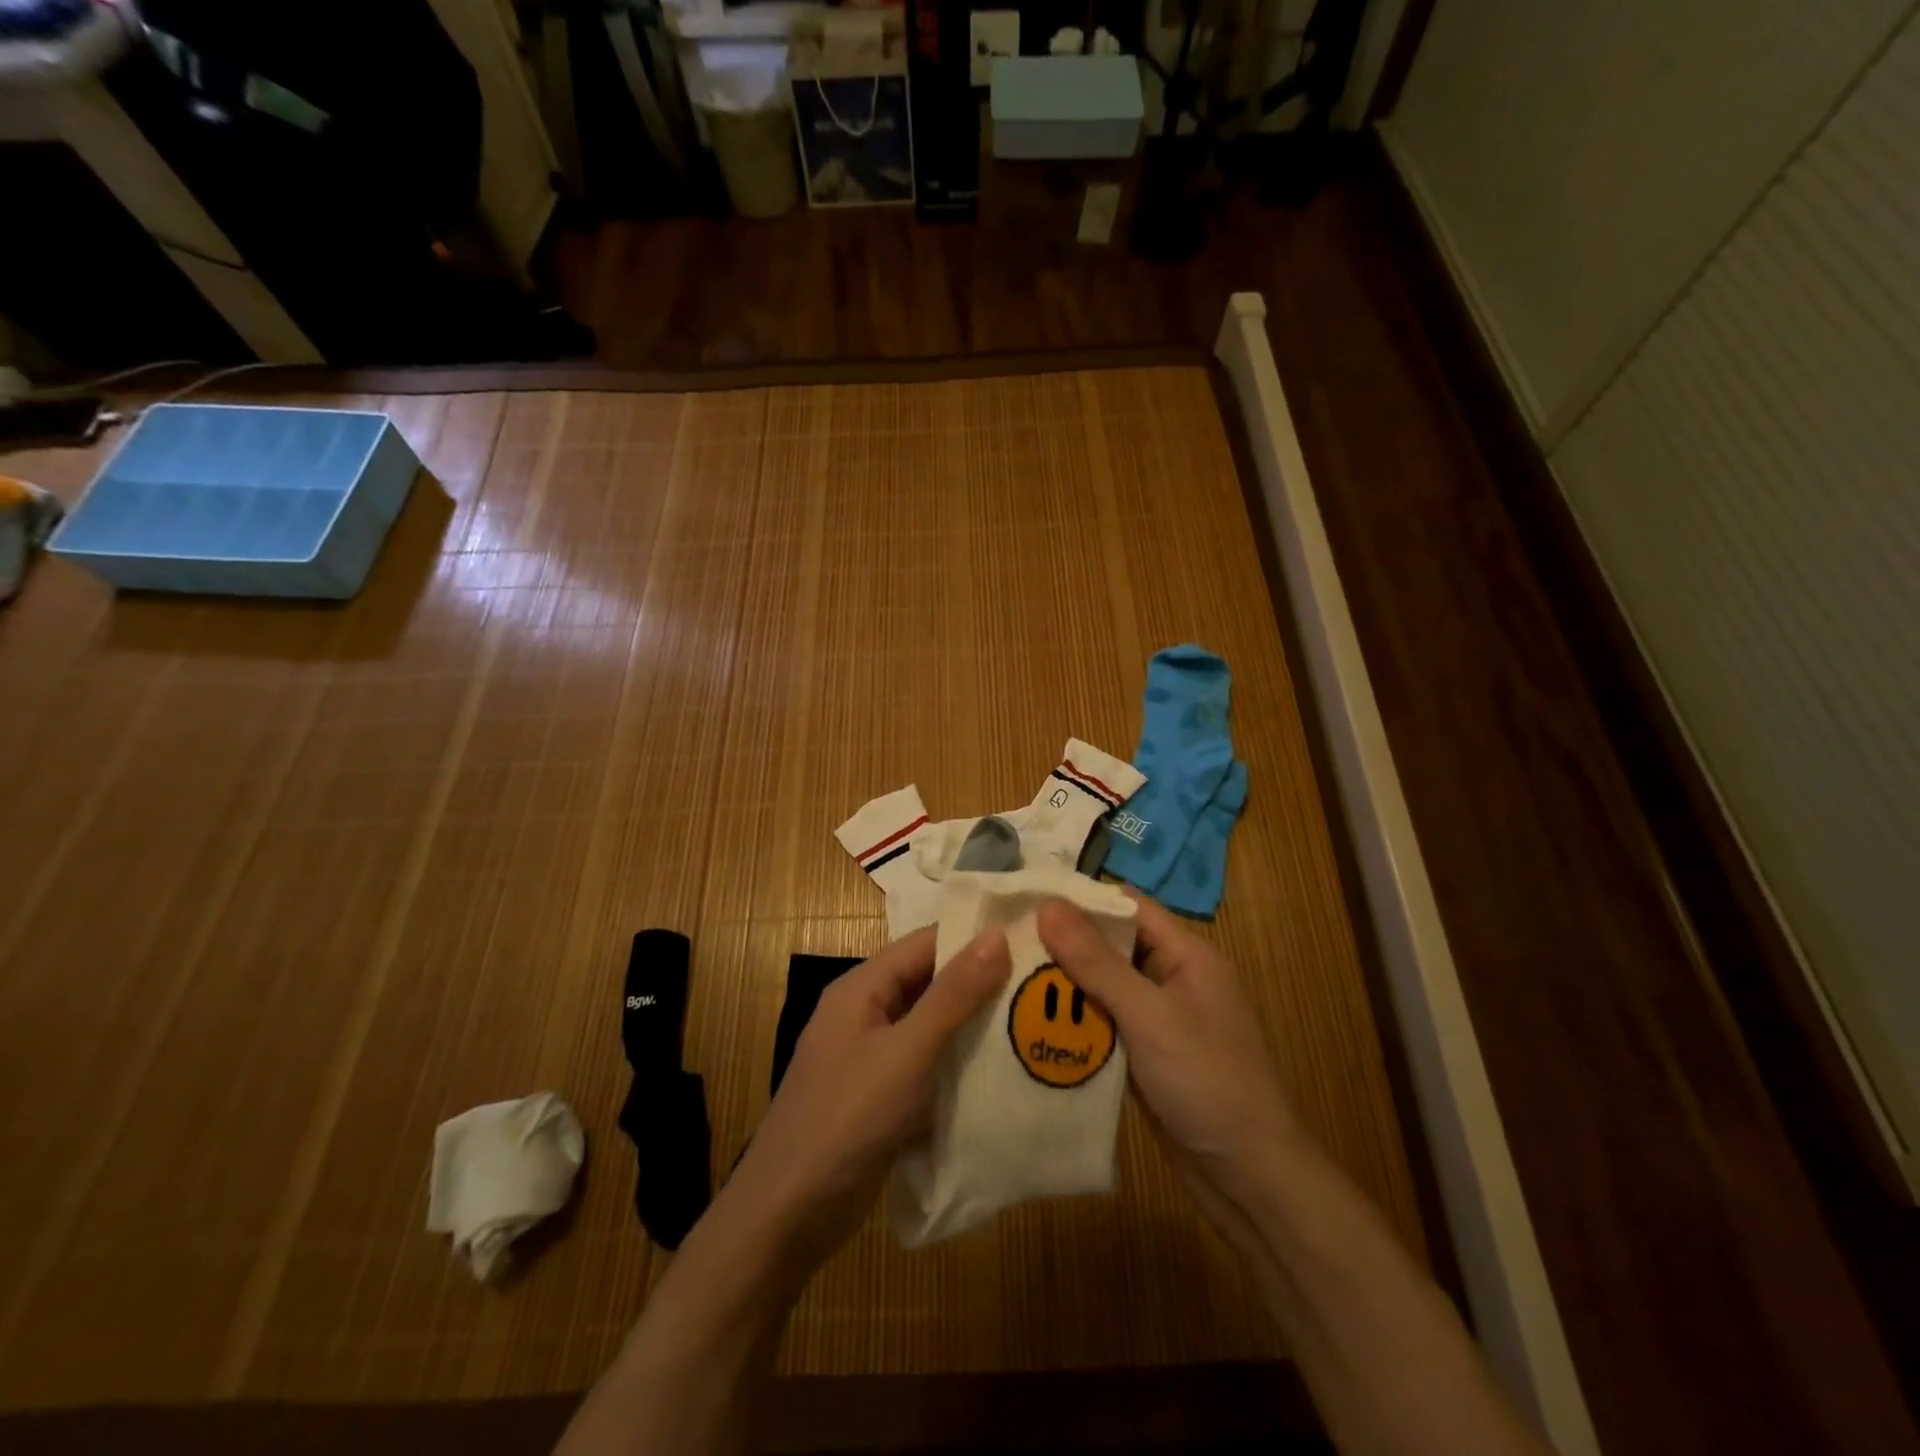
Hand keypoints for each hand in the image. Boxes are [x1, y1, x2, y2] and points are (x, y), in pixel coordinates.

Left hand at [725, 927, 1011, 1273]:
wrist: (788, 1215)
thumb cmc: (848, 1119)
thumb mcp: (908, 1052)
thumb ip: (953, 994)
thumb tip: (996, 934)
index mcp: (862, 988)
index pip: (926, 943)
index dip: (974, 937)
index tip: (1030, 938)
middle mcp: (865, 1013)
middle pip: (929, 983)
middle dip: (980, 983)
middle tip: (1043, 982)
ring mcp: (871, 1057)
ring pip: (930, 1026)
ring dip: (973, 1026)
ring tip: (1034, 1021)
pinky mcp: (880, 1096)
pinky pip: (926, 1065)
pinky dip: (957, 1064)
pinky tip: (1001, 1072)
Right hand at [1037, 895, 1299, 1222]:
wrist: (1252, 1181)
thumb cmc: (1207, 1083)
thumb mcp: (1149, 1016)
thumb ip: (1097, 962)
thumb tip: (1048, 906)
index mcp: (1187, 955)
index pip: (1127, 906)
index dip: (1080, 899)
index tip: (1026, 899)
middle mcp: (1174, 979)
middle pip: (1112, 946)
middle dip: (1064, 943)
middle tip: (1005, 940)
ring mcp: (1160, 1020)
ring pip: (1104, 987)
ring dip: (1065, 985)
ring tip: (1006, 975)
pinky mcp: (1147, 1056)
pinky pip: (1105, 1024)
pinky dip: (1076, 1022)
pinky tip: (1033, 1023)